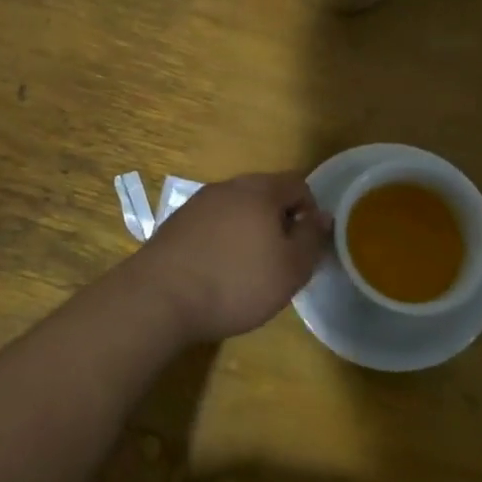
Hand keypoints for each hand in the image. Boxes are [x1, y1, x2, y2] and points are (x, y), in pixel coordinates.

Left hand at [131, 172, 331, 344]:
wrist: (159, 298)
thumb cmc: (235, 282)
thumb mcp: (290, 269)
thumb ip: (311, 239)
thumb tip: (323, 215)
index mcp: (260, 190)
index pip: (298, 183)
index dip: (310, 210)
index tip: (306, 244)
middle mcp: (228, 187)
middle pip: (265, 193)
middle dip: (279, 220)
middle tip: (281, 258)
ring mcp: (197, 203)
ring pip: (236, 208)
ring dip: (249, 230)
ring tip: (248, 268)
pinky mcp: (175, 224)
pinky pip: (211, 224)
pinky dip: (222, 240)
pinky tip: (217, 271)